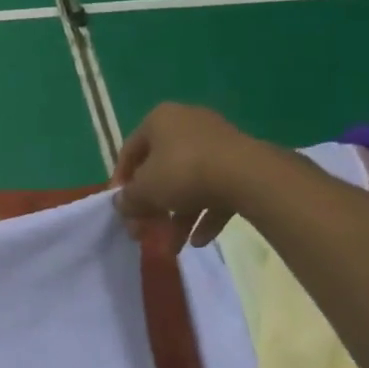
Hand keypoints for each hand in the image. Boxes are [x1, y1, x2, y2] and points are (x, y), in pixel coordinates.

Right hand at [112, 104, 263, 246]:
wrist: (248, 175)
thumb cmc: (183, 173)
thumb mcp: (144, 190)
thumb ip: (127, 199)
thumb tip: (121, 204)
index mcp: (159, 120)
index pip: (129, 151)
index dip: (120, 182)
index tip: (121, 208)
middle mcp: (187, 124)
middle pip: (160, 170)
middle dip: (153, 207)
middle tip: (146, 232)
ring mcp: (217, 143)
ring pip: (189, 183)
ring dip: (178, 217)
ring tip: (173, 247)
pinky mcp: (241, 163)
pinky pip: (215, 189)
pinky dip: (205, 214)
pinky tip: (199, 241)